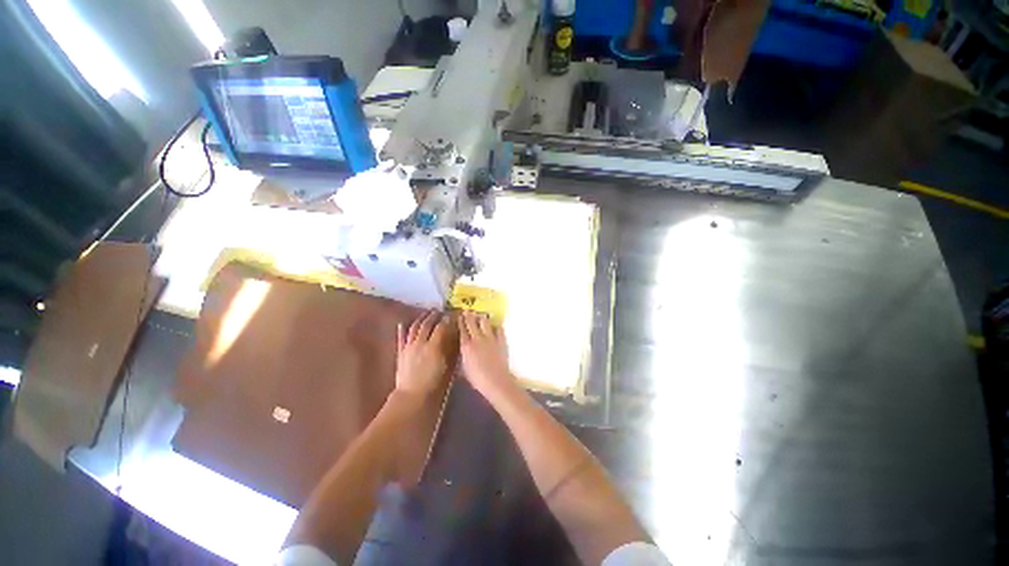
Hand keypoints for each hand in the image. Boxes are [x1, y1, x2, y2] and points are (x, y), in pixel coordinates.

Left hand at [395, 311, 450, 397]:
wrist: (412, 395)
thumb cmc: (433, 382)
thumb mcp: (446, 366)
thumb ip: (449, 349)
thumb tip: (453, 336)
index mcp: (433, 346)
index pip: (441, 327)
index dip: (447, 320)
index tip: (452, 315)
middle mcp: (420, 343)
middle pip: (427, 324)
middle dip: (434, 316)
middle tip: (440, 310)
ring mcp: (409, 347)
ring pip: (415, 327)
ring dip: (421, 318)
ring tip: (426, 313)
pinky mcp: (401, 352)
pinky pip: (401, 338)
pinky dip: (402, 329)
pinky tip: (402, 323)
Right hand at [459, 311, 514, 400]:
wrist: (496, 381)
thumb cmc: (477, 379)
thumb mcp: (464, 369)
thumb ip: (463, 356)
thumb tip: (463, 350)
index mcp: (466, 345)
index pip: (462, 329)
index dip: (460, 322)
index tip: (459, 316)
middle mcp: (477, 338)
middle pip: (472, 322)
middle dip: (469, 316)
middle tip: (467, 311)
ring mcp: (490, 338)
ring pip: (485, 322)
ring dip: (481, 318)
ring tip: (480, 316)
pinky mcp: (501, 340)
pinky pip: (498, 329)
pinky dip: (496, 327)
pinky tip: (495, 327)